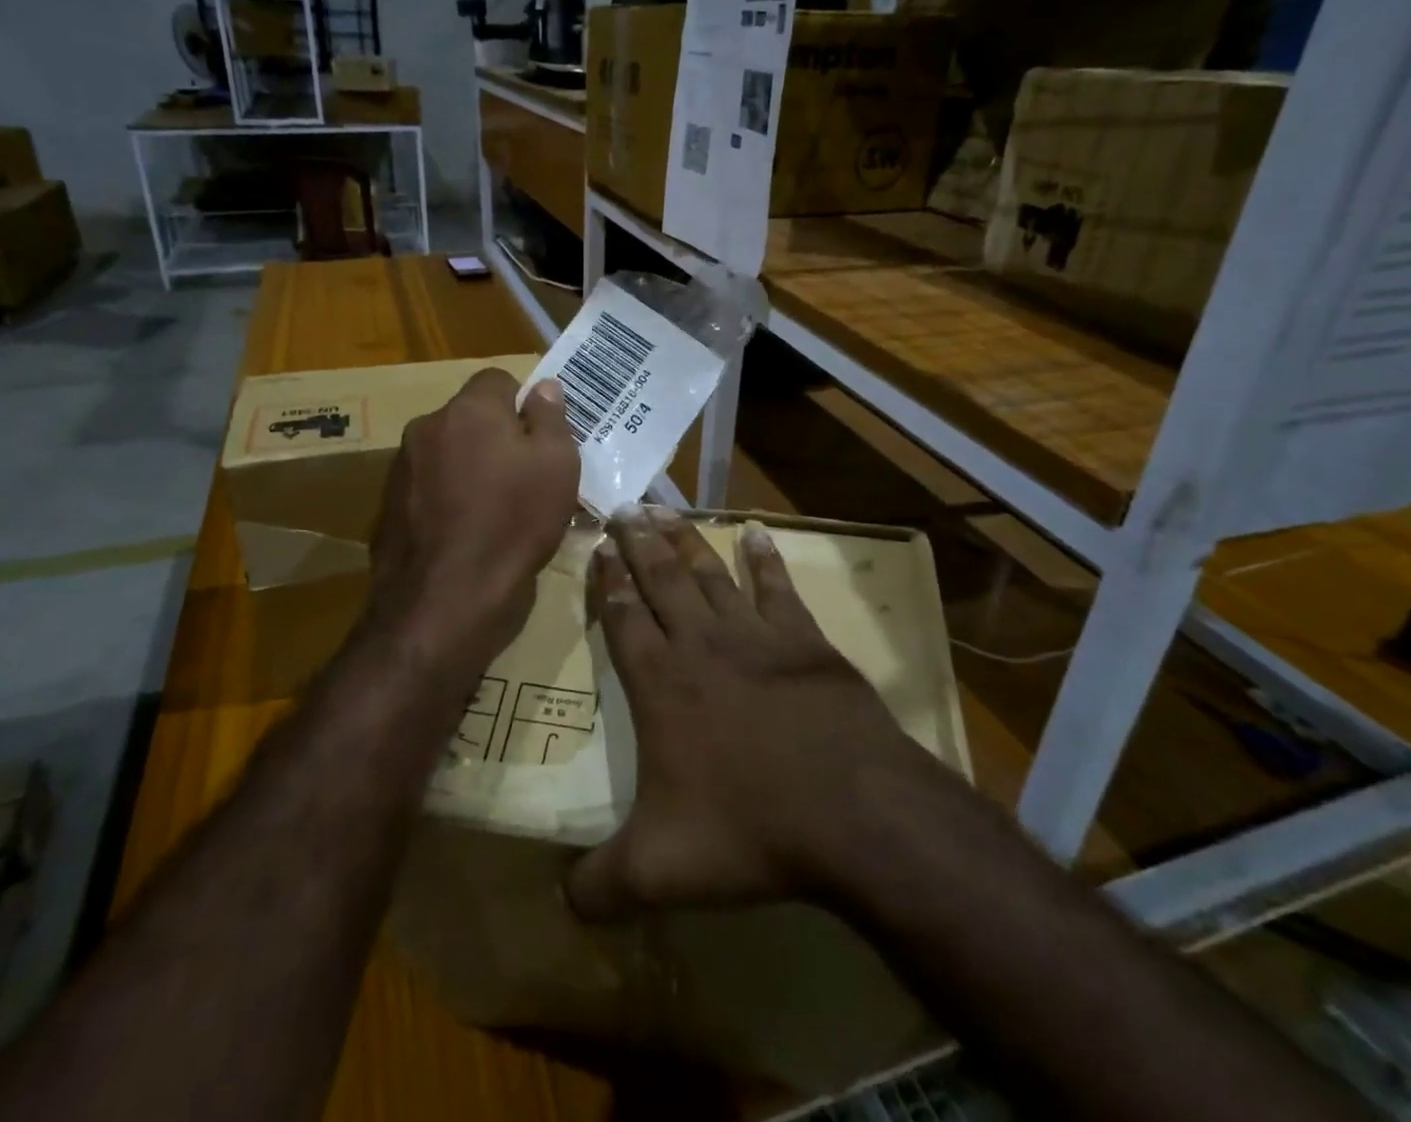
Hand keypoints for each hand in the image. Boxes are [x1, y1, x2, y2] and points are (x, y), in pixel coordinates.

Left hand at [368, 369, 579, 672]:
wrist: (446, 600)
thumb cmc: (514, 523)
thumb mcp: (556, 466)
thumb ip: (550, 418)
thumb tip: (543, 387)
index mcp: (469, 409)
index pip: (498, 380)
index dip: (523, 404)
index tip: (539, 441)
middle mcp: (427, 427)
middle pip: (470, 418)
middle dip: (496, 438)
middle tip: (524, 478)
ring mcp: (402, 468)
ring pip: (448, 453)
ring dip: (469, 469)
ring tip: (496, 512)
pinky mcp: (388, 507)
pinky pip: (429, 488)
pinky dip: (447, 499)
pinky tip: (466, 534)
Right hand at [567, 510, 924, 919]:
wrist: (852, 812)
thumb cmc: (749, 830)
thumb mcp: (659, 873)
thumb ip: (601, 885)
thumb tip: (558, 904)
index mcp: (660, 685)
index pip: (623, 617)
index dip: (607, 581)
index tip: (598, 546)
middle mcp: (700, 646)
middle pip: (660, 579)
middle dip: (638, 541)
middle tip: (623, 505)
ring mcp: (755, 636)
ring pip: (709, 573)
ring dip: (685, 538)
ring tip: (664, 508)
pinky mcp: (803, 640)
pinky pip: (777, 587)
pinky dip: (764, 558)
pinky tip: (756, 531)